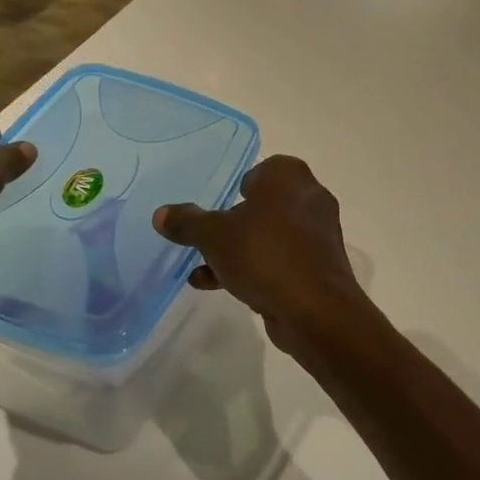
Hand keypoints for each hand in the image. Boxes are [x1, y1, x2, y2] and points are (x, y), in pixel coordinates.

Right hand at [154, 155, 372, 362]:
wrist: (315, 310)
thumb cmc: (264, 255)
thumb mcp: (214, 236)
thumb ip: (187, 222)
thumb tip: (161, 214)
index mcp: (289, 177)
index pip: (263, 168)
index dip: (240, 184)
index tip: (219, 202)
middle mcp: (309, 198)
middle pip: (264, 204)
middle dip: (234, 222)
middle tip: (208, 235)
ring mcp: (318, 234)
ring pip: (270, 235)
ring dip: (239, 249)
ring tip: (203, 267)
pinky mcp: (318, 267)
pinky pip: (280, 260)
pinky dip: (255, 268)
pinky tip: (219, 286)